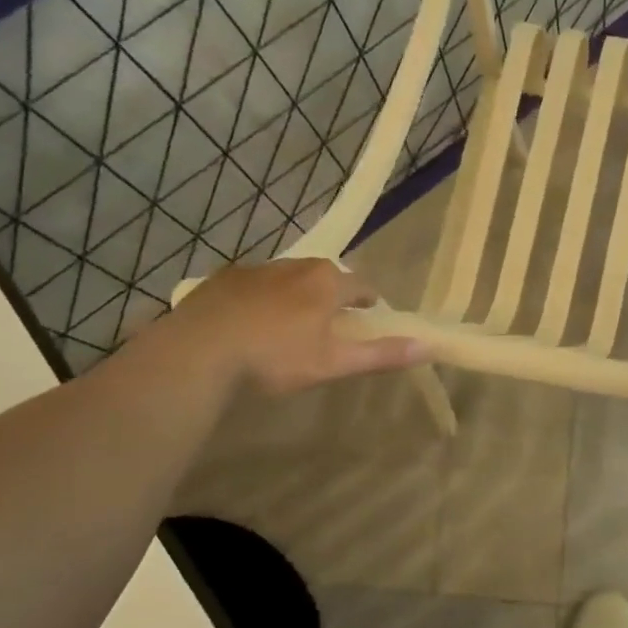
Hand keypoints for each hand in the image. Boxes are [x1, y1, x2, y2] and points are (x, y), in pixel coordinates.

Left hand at [155, 259, 425, 393]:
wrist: (199, 351)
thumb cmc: (276, 358)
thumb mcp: (333, 362)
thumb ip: (380, 354)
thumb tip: (427, 346)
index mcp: (327, 283)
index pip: (362, 286)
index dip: (369, 303)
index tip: (367, 319)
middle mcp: (296, 266)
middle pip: (326, 276)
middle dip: (332, 295)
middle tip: (328, 325)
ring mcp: (257, 268)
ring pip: (289, 278)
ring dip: (296, 295)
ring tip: (289, 325)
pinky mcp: (223, 278)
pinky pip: (254, 284)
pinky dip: (261, 298)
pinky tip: (250, 323)